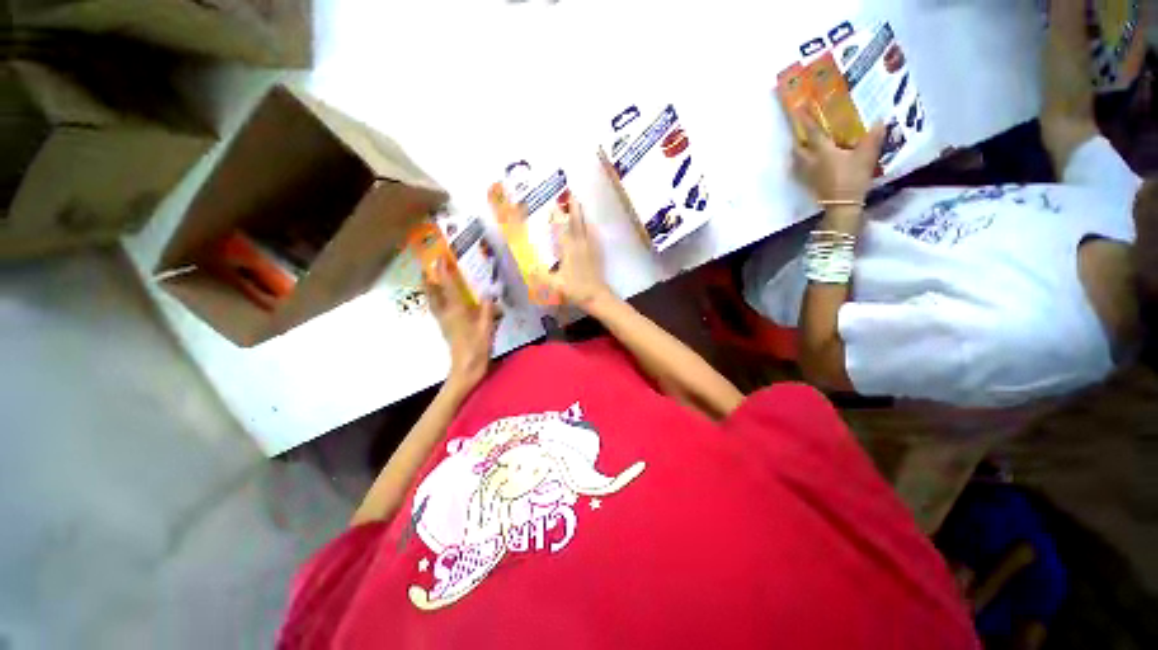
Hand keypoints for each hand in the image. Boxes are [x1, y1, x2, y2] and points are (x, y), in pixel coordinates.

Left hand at [424, 259, 499, 390]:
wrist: (465, 370)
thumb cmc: (476, 349)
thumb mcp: (486, 329)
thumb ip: (487, 311)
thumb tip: (488, 295)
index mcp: (457, 312)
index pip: (449, 287)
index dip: (444, 272)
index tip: (440, 258)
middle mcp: (446, 314)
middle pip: (433, 294)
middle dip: (430, 280)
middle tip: (428, 268)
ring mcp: (444, 323)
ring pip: (433, 302)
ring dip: (431, 290)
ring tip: (432, 281)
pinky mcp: (446, 329)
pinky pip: (438, 310)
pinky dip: (437, 301)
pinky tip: (443, 302)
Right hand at [549, 200, 612, 307]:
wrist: (597, 297)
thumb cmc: (575, 290)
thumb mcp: (554, 284)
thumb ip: (539, 274)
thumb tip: (525, 264)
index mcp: (569, 249)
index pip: (562, 228)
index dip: (557, 216)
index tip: (552, 205)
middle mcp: (581, 244)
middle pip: (577, 221)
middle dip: (573, 207)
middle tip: (570, 194)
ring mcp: (591, 248)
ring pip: (586, 226)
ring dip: (581, 215)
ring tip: (577, 204)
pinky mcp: (596, 253)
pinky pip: (592, 235)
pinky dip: (589, 227)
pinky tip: (589, 226)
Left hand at [794, 113, 885, 205]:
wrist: (842, 205)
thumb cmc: (852, 178)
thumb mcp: (866, 156)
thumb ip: (873, 137)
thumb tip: (879, 120)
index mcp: (822, 151)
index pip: (812, 132)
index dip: (806, 119)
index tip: (798, 108)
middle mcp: (810, 161)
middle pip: (797, 148)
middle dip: (798, 139)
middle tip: (803, 132)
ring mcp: (807, 174)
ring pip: (796, 161)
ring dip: (799, 153)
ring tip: (807, 147)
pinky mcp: (809, 184)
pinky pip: (801, 171)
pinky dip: (803, 165)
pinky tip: (812, 164)